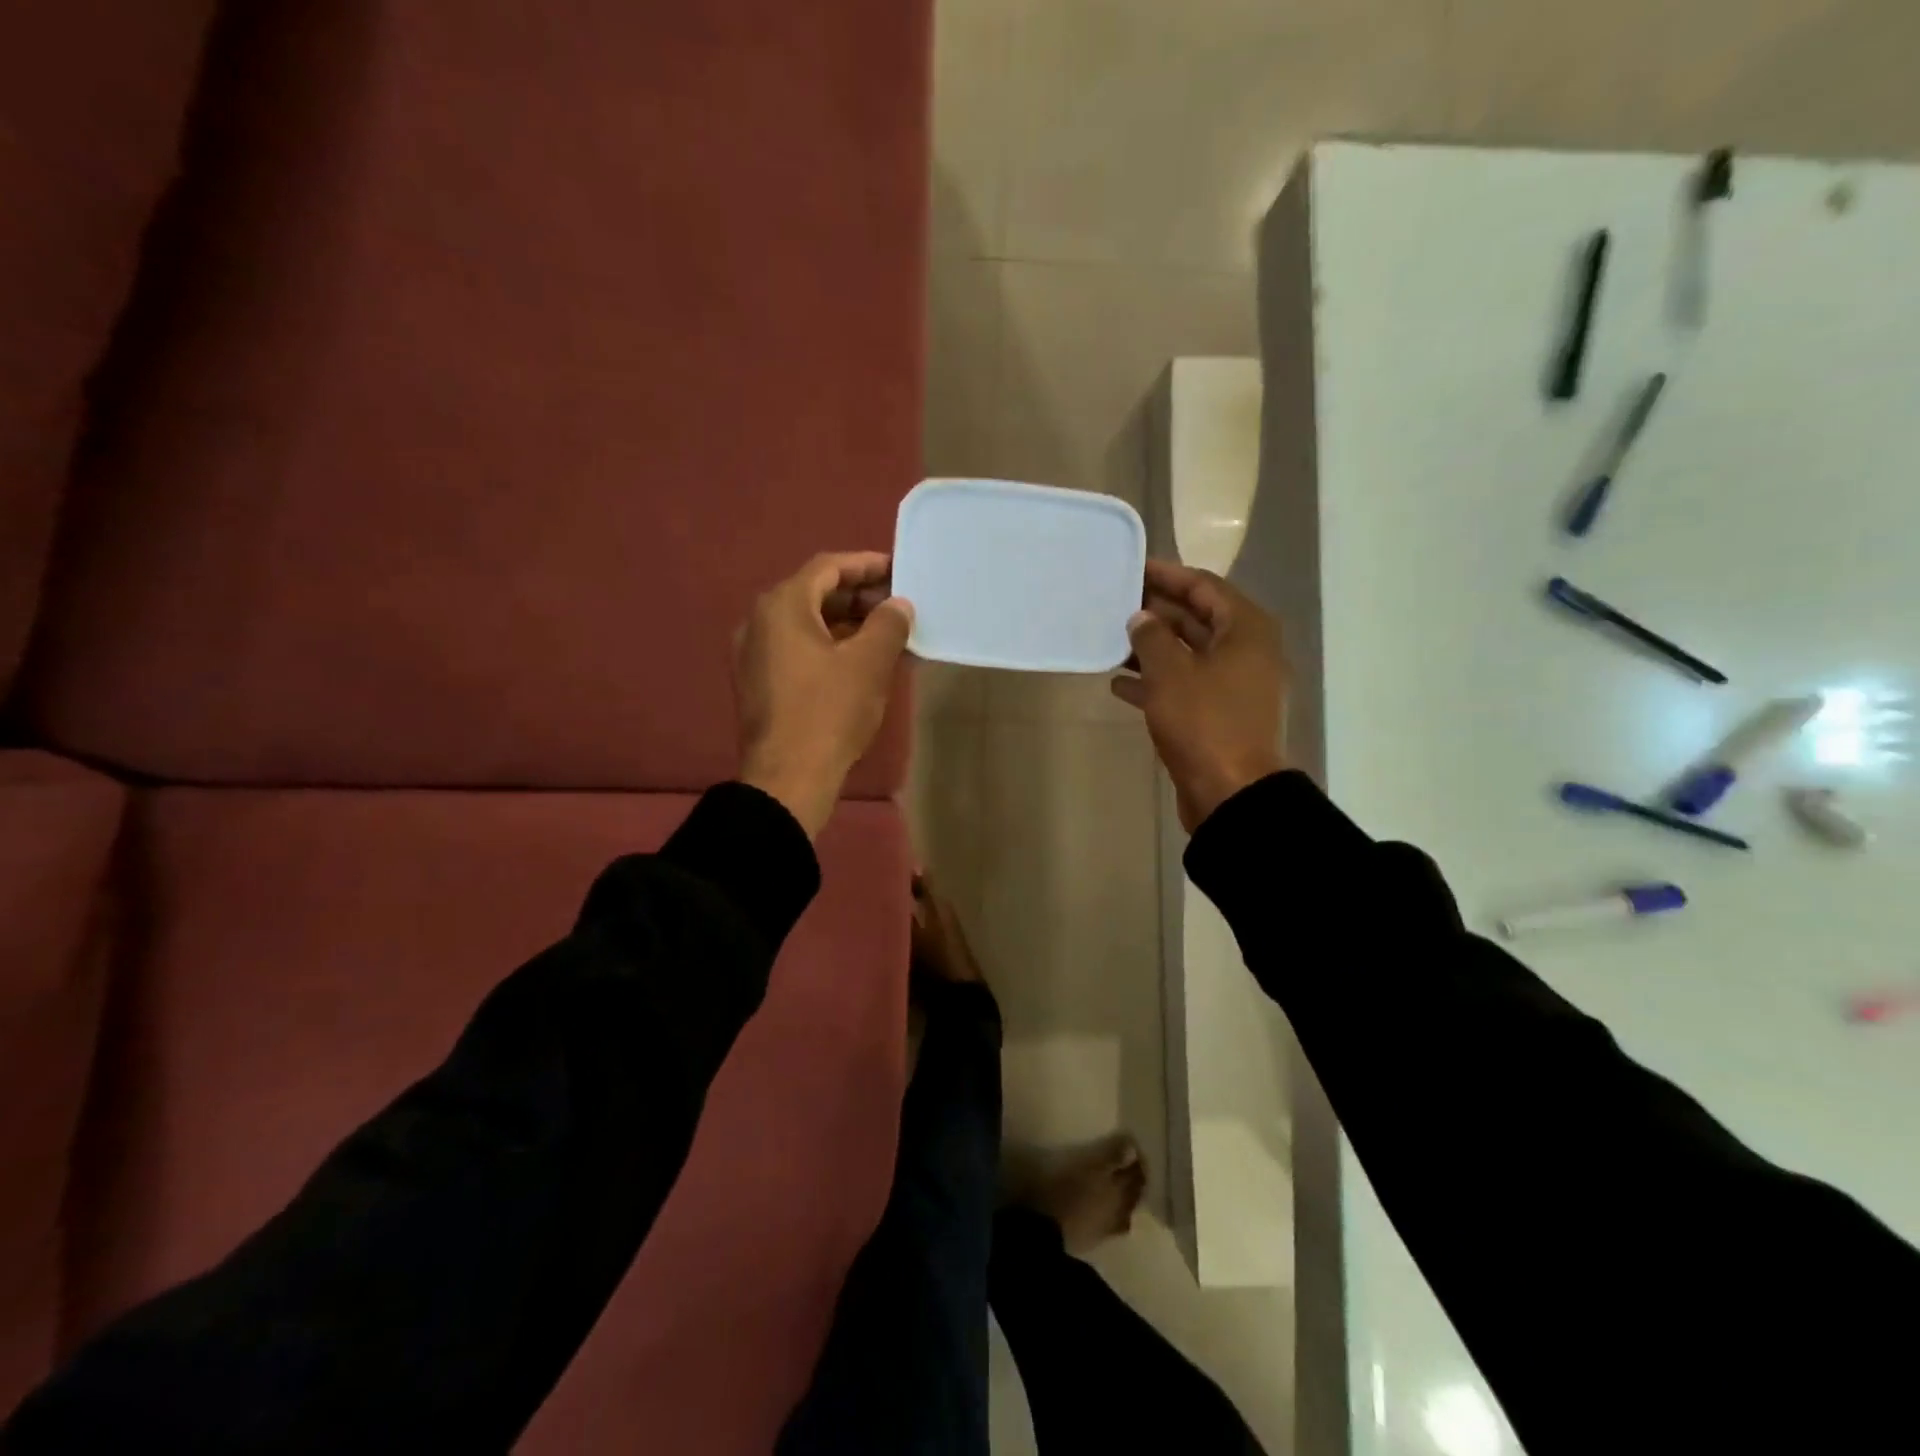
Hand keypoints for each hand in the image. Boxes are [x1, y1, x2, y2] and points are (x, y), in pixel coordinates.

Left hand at [734, 552, 913, 837]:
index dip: (866, 565)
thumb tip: (898, 605)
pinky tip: (860, 665)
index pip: (828, 568)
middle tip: (897, 607)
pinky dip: (830, 648)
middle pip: (814, 595)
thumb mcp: (869, 663)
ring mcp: (754, 655)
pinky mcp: (759, 684)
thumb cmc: (829, 712)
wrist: (787, 777)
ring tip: (887, 637)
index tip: (898, 570)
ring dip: (847, 625)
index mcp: (781, 606)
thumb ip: (888, 624)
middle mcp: (759, 622)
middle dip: (858, 598)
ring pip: (807, 625)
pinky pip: (798, 650)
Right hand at [1110, 560, 1287, 831]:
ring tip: (1111, 641)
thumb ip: (1151, 637)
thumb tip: (1141, 617)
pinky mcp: (1220, 715)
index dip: (1167, 575)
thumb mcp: (1170, 673)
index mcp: (1245, 630)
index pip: (1204, 586)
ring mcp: (1235, 686)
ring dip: (1152, 649)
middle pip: (1197, 619)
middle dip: (1156, 612)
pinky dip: (1155, 683)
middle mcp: (1246, 651)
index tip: (1133, 568)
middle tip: (1116, 603)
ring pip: (1188, 655)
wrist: (1232, 793)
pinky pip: (1185, 686)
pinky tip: (1119, 685)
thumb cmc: (1204, 722)